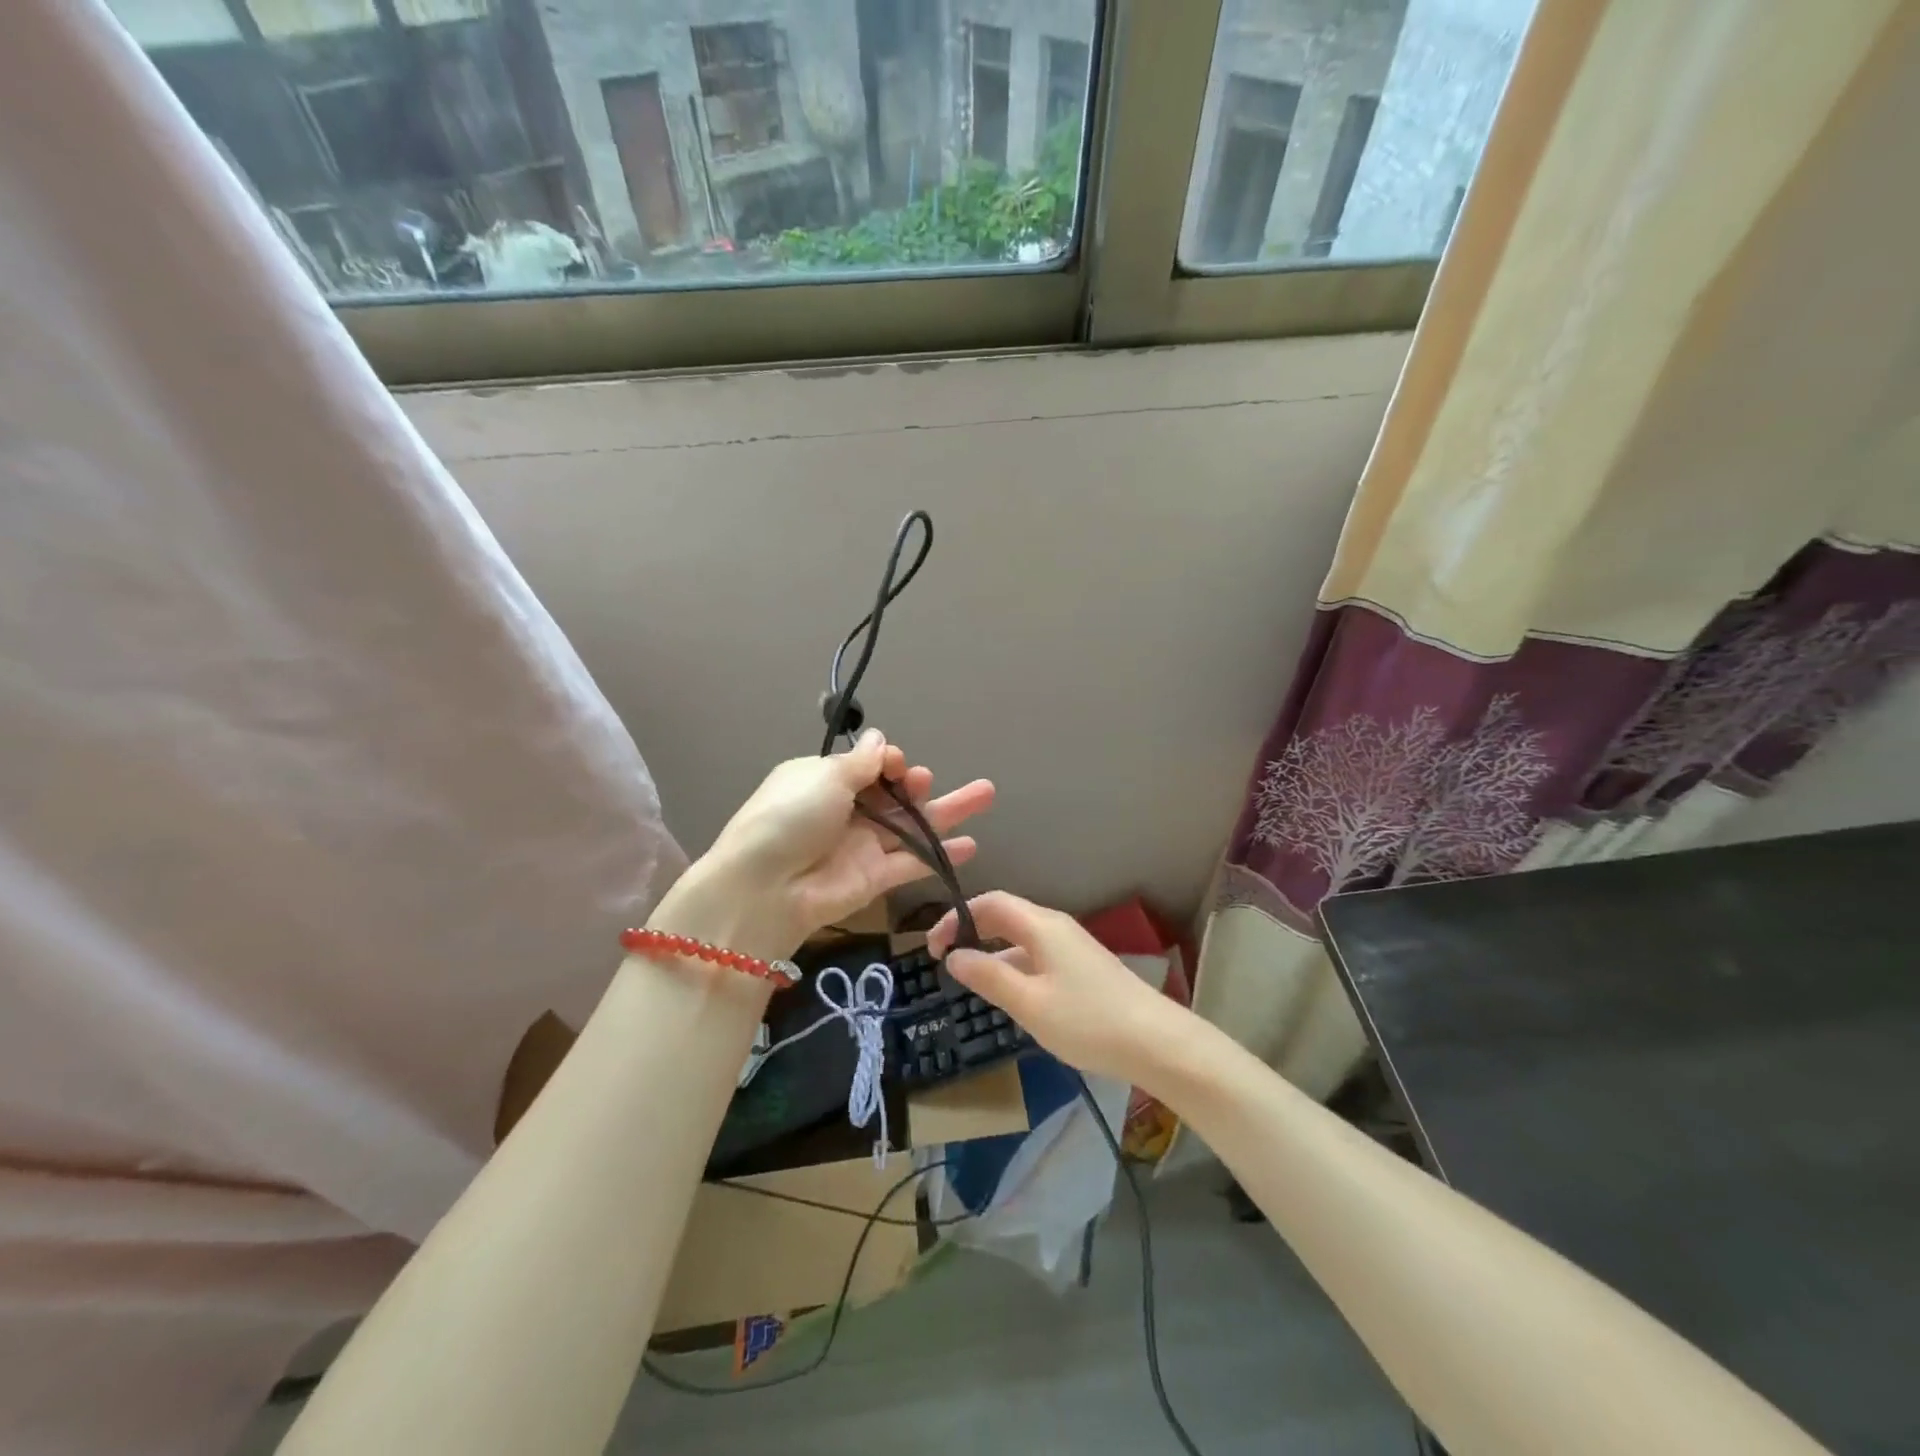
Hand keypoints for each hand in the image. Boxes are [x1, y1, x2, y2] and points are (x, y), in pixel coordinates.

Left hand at [657, 730, 993, 962]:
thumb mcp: (824, 778)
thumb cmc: (790, 818)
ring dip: (946, 811)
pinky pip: (913, 862)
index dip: (887, 762)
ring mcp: (862, 846)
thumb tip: (880, 740)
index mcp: (824, 781)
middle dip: (914, 783)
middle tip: (924, 780)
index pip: (867, 766)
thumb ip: (860, 763)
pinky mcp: (875, 878)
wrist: (764, 888)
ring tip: (985, 794)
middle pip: (892, 795)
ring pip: (911, 825)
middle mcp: (845, 812)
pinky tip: (970, 845)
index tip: (896, 763)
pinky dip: (941, 854)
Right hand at [927, 892, 1179, 1083]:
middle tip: (945, 963)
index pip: (989, 903)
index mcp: (1041, 925)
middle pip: (1005, 916)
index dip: (956, 918)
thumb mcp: (1029, 1003)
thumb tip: (954, 956)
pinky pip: (1038, 957)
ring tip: (971, 986)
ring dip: (993, 954)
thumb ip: (988, 977)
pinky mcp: (1083, 968)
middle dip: (971, 933)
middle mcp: (1056, 927)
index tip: (932, 949)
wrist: (1156, 1042)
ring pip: (1021, 940)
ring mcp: (1072, 947)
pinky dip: (1014, 968)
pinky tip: (1011, 999)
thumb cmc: (1087, 1021)